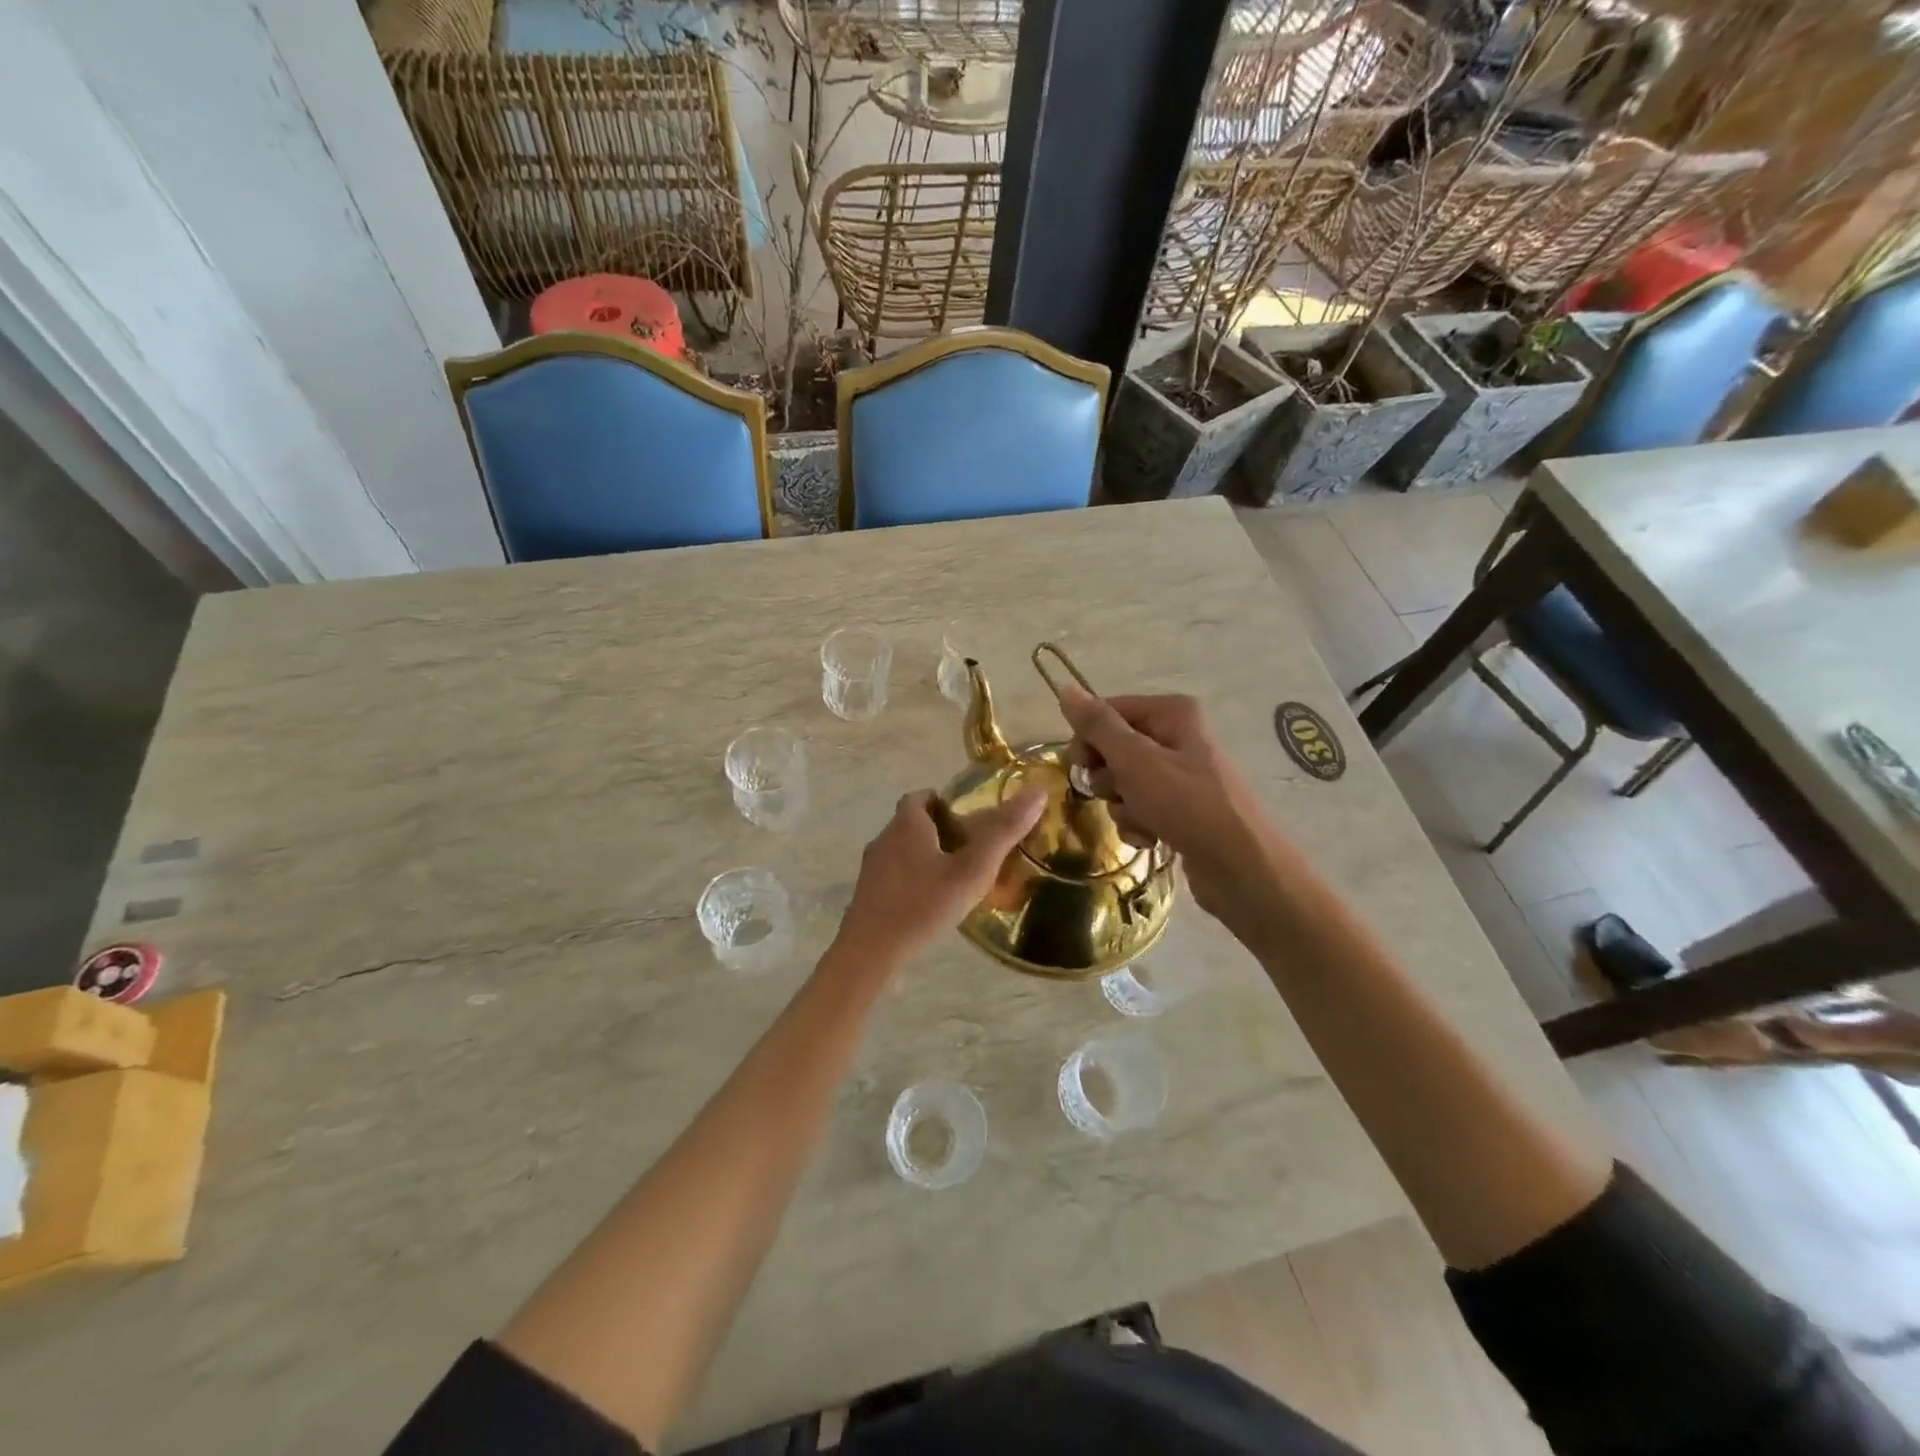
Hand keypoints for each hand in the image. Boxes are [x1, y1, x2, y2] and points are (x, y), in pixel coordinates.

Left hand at [832, 787, 1046, 971]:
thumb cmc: (923, 905)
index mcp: (907, 825)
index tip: (967, 819)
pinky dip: (913, 881)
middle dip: (939, 830)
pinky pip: (894, 877)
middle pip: (911, 823)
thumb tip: (1037, 792)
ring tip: (955, 879)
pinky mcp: (868, 896)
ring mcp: (872, 869)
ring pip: (902, 851)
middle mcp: (885, 839)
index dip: (943, 802)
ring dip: (926, 857)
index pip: (920, 797)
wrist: (870, 953)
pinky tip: (931, 904)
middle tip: (970, 850)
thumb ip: (1004, 831)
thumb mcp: (972, 869)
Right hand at [1058, 686, 1286, 922]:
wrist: (1241, 867)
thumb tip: (1066, 689)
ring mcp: (1182, 775)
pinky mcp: (1182, 809)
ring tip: (1142, 821)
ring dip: (1123, 806)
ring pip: (1125, 783)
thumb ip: (1098, 726)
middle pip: (1115, 749)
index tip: (1079, 766)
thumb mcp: (1135, 760)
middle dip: (1108, 777)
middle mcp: (1178, 736)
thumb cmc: (1186, 804)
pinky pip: (1142, 807)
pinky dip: (1139, 823)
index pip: (1108, 712)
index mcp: (1172, 713)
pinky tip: (1151, 838)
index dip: (1088, 739)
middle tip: (1115, 793)